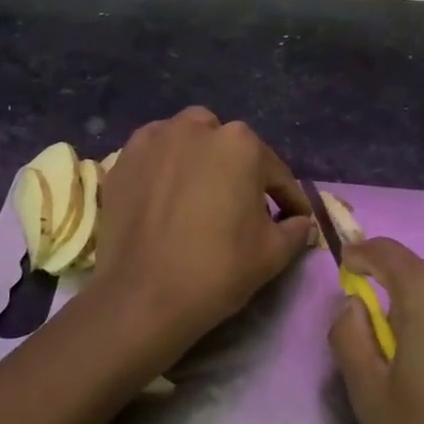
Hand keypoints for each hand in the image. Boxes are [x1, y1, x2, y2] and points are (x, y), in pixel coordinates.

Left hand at [91, 107, 317, 352]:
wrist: (143, 296)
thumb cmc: (217, 269)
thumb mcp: (273, 253)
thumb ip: (295, 229)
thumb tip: (300, 222)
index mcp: (241, 144)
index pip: (275, 172)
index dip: (288, 199)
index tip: (293, 219)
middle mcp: (197, 128)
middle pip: (228, 146)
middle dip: (239, 170)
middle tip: (240, 206)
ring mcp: (154, 139)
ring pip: (188, 141)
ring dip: (199, 160)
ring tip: (200, 194)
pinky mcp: (123, 159)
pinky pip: (155, 156)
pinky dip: (164, 169)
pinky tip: (166, 197)